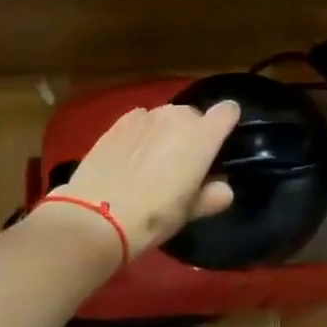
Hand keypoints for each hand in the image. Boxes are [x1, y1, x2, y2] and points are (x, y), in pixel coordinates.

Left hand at [49, 100, 239, 257]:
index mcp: (203, 135)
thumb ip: (213, 195)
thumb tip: (223, 188)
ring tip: (153, 161)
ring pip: (166, 117)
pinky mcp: (119, 122)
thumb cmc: (155, 214)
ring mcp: (146, 115)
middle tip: (183, 164)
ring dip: (166, 132)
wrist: (98, 215)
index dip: (227, 124)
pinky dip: (142, 133)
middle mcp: (177, 116)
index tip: (220, 145)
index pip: (229, 111)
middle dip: (193, 133)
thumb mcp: (191, 211)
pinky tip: (130, 156)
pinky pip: (140, 120)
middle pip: (194, 115)